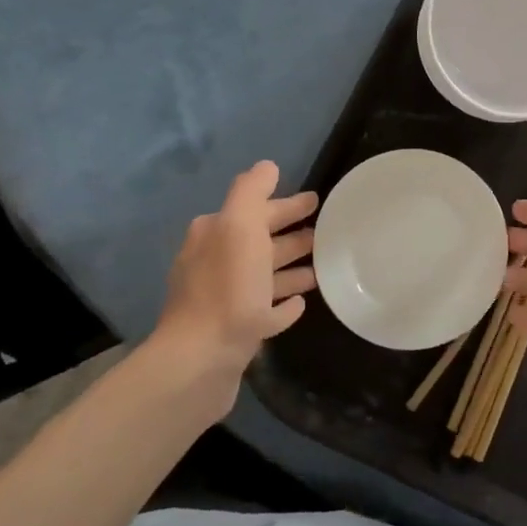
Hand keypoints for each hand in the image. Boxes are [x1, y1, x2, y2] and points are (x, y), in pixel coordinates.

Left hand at [155, 162, 316, 388]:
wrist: (200, 359)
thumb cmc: (226, 287)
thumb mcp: (239, 225)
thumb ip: (251, 191)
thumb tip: (267, 166)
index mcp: (216, 235)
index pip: (256, 211)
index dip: (286, 205)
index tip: (316, 202)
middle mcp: (215, 264)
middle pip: (260, 243)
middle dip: (290, 235)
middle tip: (326, 233)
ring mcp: (223, 301)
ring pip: (264, 277)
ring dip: (290, 270)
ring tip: (322, 269)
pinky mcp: (233, 333)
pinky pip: (264, 312)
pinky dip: (281, 306)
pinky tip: (300, 306)